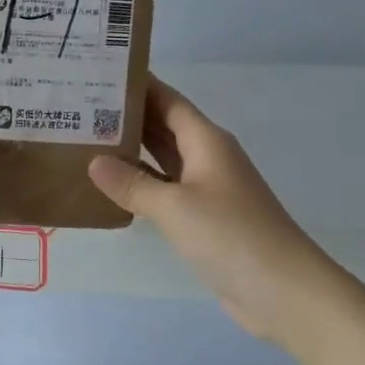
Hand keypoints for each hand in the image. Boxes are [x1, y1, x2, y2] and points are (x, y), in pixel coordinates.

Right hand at [87, 76, 324, 340]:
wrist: (284, 292)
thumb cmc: (231, 236)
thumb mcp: (175, 207)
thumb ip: (132, 184)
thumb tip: (94, 161)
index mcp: (206, 141)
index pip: (167, 100)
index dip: (138, 85)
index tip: (101, 72)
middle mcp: (207, 157)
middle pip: (163, 126)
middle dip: (127, 115)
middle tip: (80, 105)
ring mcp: (207, 189)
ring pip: (163, 159)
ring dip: (131, 150)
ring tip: (86, 139)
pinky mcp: (205, 219)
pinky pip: (166, 190)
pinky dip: (141, 185)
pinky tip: (112, 187)